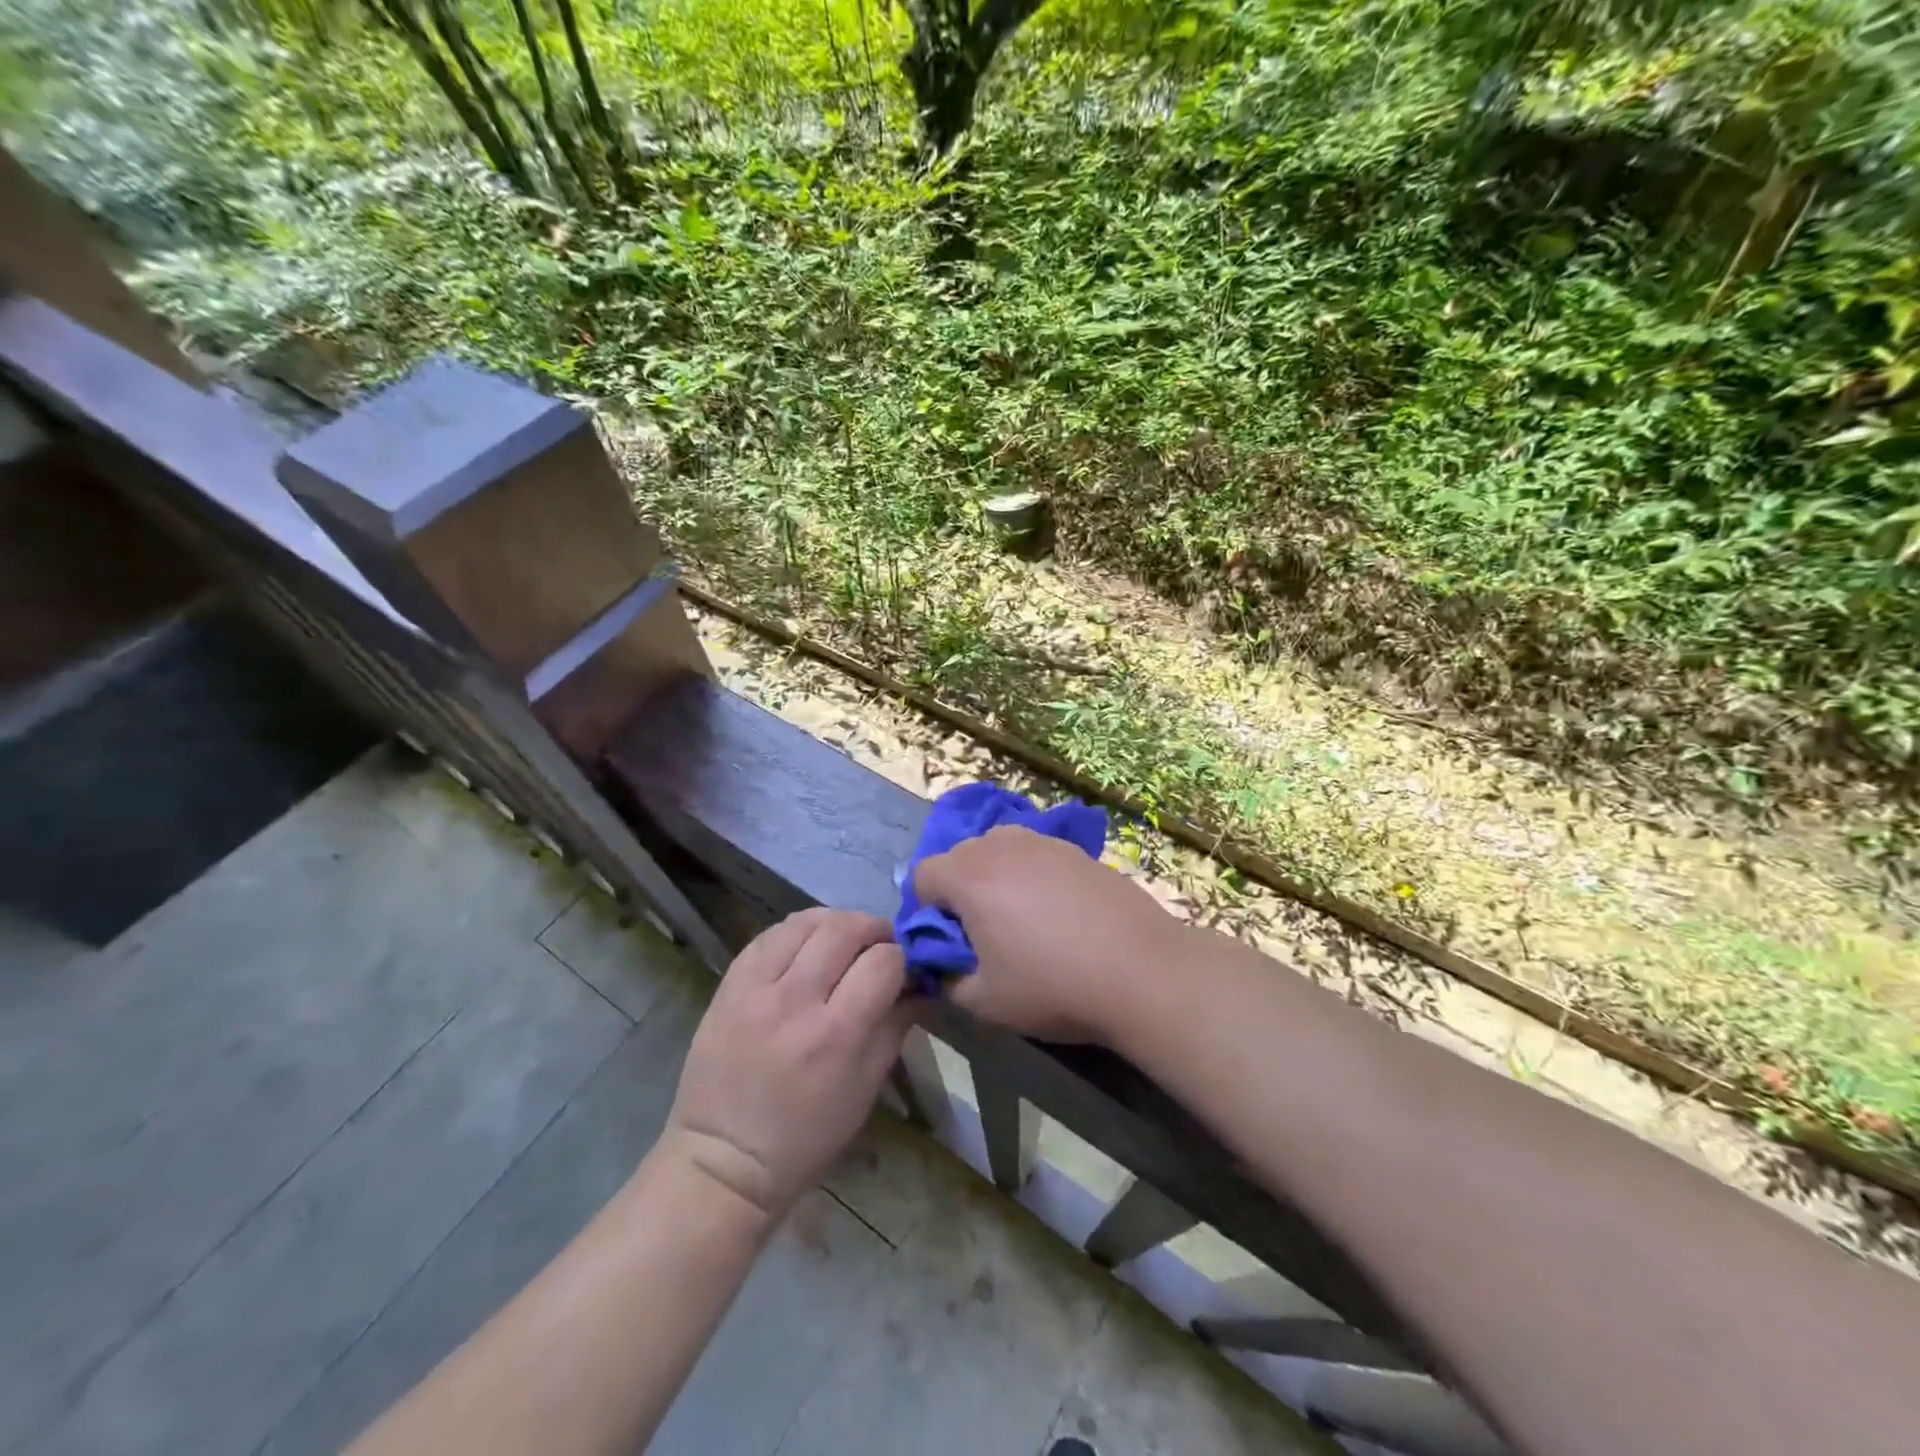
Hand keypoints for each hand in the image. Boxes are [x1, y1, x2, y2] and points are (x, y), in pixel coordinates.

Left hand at [663, 909, 910, 1221]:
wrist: (723, 1157)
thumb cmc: (807, 1136)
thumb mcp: (866, 1088)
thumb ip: (896, 1026)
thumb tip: (917, 983)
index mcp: (837, 1034)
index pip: (883, 962)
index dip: (901, 958)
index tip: (903, 968)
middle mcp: (796, 1000)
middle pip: (845, 929)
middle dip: (873, 929)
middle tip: (879, 945)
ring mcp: (756, 987)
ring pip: (806, 921)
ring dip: (835, 922)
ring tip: (843, 940)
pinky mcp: (729, 983)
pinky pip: (769, 934)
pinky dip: (797, 931)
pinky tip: (806, 945)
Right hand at [912, 825, 1187, 1042]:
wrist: (1142, 971)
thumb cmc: (1053, 986)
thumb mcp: (985, 1002)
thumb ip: (948, 981)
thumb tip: (943, 967)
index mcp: (970, 876)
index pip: (923, 874)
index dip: (925, 909)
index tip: (949, 941)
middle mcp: (1002, 846)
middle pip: (960, 854)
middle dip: (960, 888)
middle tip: (983, 931)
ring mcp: (1045, 843)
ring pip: (1001, 847)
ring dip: (997, 875)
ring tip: (1022, 916)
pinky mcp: (1079, 851)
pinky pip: (1037, 853)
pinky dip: (1033, 873)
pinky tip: (1060, 911)